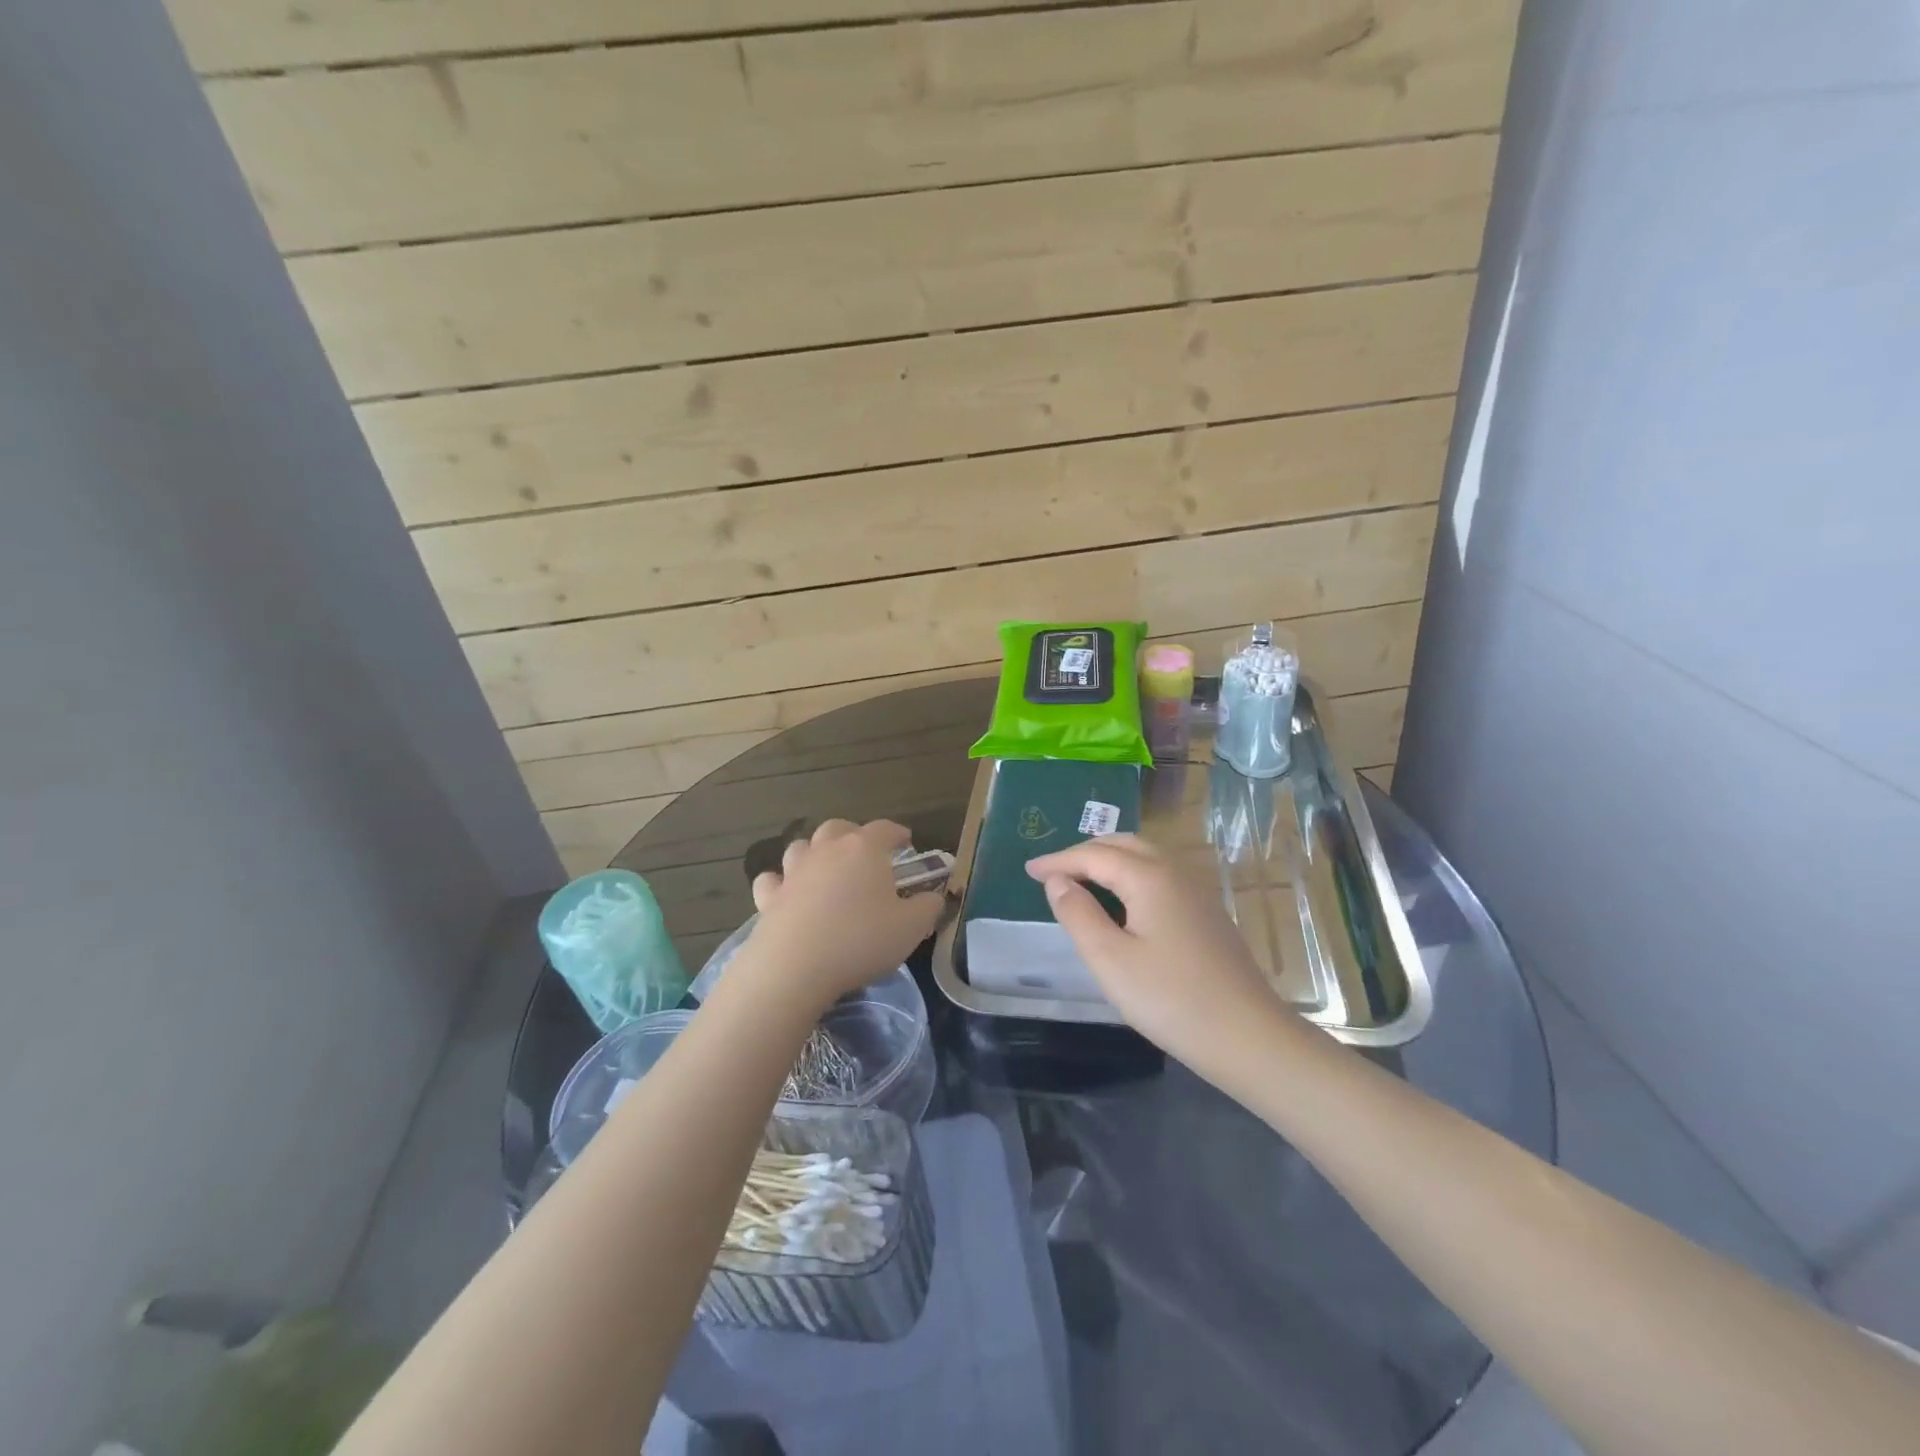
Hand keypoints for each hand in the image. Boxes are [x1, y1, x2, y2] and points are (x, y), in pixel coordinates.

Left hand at [742, 819, 944, 1008]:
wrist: (795, 967)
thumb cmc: (861, 940)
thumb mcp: (911, 928)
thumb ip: (928, 907)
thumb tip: (933, 897)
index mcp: (865, 849)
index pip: (885, 828)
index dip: (898, 833)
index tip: (907, 843)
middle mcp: (827, 850)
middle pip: (838, 827)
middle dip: (854, 834)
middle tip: (866, 854)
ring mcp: (793, 871)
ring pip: (802, 846)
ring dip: (815, 852)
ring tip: (826, 870)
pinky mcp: (768, 897)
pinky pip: (772, 879)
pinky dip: (780, 881)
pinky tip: (787, 893)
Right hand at [1026, 834, 1288, 1072]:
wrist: (1249, 1037)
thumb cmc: (1171, 999)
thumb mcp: (1109, 959)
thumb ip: (1078, 914)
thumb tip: (1058, 882)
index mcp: (1149, 877)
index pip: (1094, 854)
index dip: (1058, 860)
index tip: (1028, 870)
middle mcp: (1175, 872)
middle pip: (1123, 844)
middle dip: (1084, 852)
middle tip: (1053, 872)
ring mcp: (1197, 892)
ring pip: (1146, 857)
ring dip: (1110, 861)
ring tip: (1081, 881)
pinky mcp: (1207, 914)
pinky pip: (1160, 876)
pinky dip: (1131, 876)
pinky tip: (1123, 903)